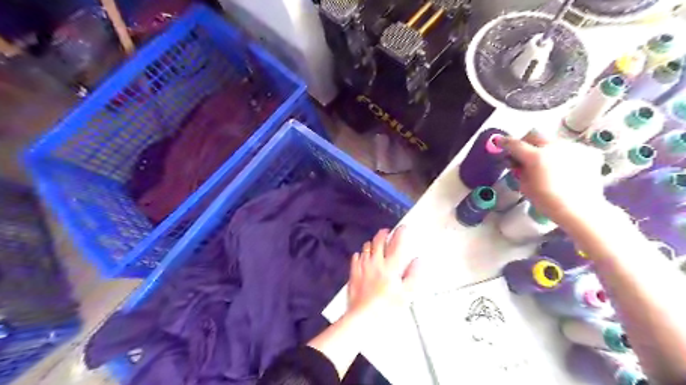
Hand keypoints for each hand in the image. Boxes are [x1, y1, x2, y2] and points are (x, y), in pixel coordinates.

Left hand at [348, 226, 416, 321]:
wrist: (363, 316)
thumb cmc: (387, 306)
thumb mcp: (406, 293)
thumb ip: (413, 275)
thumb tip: (417, 261)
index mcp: (391, 266)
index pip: (397, 243)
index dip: (401, 232)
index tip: (403, 228)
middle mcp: (376, 261)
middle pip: (379, 240)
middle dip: (384, 233)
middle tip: (388, 232)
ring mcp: (363, 266)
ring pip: (366, 247)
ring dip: (372, 243)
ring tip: (376, 244)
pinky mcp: (353, 272)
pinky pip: (356, 257)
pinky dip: (361, 254)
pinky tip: (362, 257)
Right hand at [502, 131, 607, 227]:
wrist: (580, 209)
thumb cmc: (547, 201)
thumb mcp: (525, 186)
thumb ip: (520, 170)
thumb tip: (518, 162)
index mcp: (536, 156)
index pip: (515, 144)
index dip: (505, 143)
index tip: (499, 142)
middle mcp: (554, 147)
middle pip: (535, 135)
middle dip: (526, 142)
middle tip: (524, 153)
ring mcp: (573, 147)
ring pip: (553, 141)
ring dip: (545, 148)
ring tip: (546, 163)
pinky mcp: (587, 152)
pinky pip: (570, 148)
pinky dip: (563, 155)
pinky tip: (564, 167)